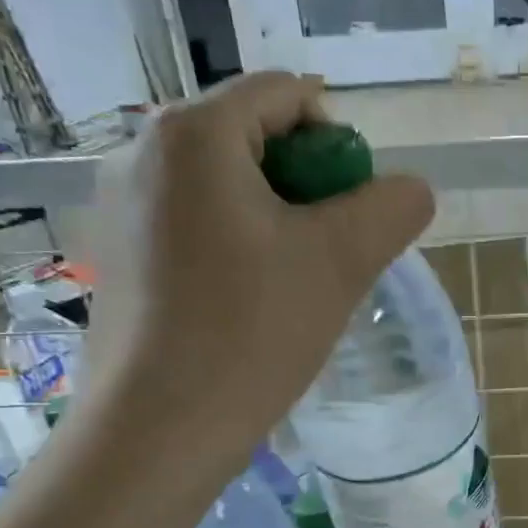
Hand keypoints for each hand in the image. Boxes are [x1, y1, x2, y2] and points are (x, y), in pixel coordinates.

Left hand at [85, 72, 433, 469]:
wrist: (158, 431)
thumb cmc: (250, 333)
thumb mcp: (341, 261)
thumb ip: (392, 207)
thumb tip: (411, 190)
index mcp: (192, 132)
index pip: (288, 96)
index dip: (339, 147)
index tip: (350, 216)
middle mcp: (141, 150)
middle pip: (255, 138)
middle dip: (307, 190)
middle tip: (325, 257)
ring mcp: (119, 204)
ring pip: (226, 186)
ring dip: (275, 223)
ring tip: (289, 287)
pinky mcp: (116, 253)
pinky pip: (195, 223)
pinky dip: (235, 246)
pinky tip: (245, 305)